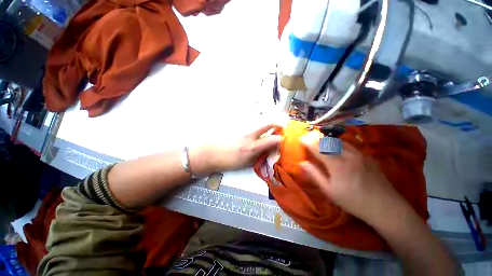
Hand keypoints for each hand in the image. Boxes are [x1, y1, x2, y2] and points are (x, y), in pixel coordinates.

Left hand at [194, 124, 281, 172]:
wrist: (210, 153)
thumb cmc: (228, 161)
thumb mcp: (245, 163)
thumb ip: (258, 157)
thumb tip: (267, 152)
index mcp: (252, 147)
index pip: (272, 140)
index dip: (281, 139)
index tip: (284, 139)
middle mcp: (250, 136)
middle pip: (267, 125)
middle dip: (275, 125)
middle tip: (279, 127)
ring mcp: (244, 130)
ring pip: (259, 124)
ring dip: (266, 126)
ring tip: (268, 131)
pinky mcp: (239, 128)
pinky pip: (251, 126)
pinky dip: (257, 128)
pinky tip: (255, 133)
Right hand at [300, 132, 409, 225]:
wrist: (385, 206)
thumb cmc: (353, 201)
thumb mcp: (329, 190)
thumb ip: (315, 174)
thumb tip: (302, 163)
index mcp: (337, 164)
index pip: (319, 147)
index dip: (308, 141)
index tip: (301, 138)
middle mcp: (348, 154)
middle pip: (329, 141)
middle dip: (316, 138)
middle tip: (308, 137)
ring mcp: (359, 153)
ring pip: (339, 140)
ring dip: (327, 138)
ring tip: (319, 139)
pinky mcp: (366, 155)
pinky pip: (349, 144)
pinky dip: (338, 142)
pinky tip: (335, 145)